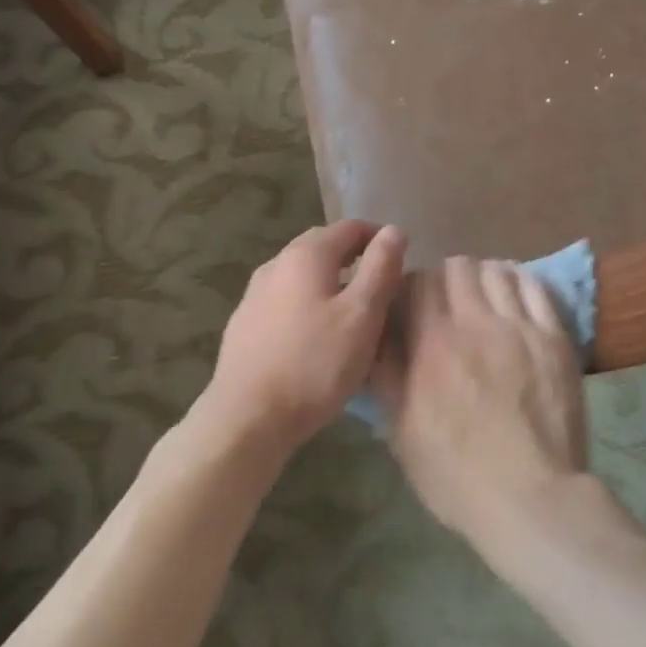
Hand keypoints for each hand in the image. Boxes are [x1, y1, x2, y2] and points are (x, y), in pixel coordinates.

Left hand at [206, 219, 406, 450]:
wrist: (247, 419)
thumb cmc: (314, 364)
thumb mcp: (362, 315)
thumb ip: (380, 268)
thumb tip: (393, 230)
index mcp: (305, 255)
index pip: (349, 227)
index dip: (378, 237)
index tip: (401, 260)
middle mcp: (275, 265)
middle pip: (321, 247)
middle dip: (353, 257)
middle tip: (380, 285)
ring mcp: (254, 295)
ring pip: (301, 276)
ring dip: (329, 283)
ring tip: (352, 313)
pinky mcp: (244, 325)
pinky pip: (285, 301)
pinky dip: (308, 305)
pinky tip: (316, 337)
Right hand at [375, 257, 588, 540]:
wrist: (529, 498)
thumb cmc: (455, 473)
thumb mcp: (401, 429)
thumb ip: (387, 372)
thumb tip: (378, 332)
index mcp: (433, 342)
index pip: (418, 281)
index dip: (412, 287)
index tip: (411, 307)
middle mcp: (476, 321)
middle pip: (458, 267)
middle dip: (446, 279)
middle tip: (447, 304)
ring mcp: (520, 326)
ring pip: (497, 270)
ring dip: (482, 277)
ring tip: (481, 299)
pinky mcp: (554, 337)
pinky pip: (535, 287)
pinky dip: (519, 281)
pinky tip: (513, 295)